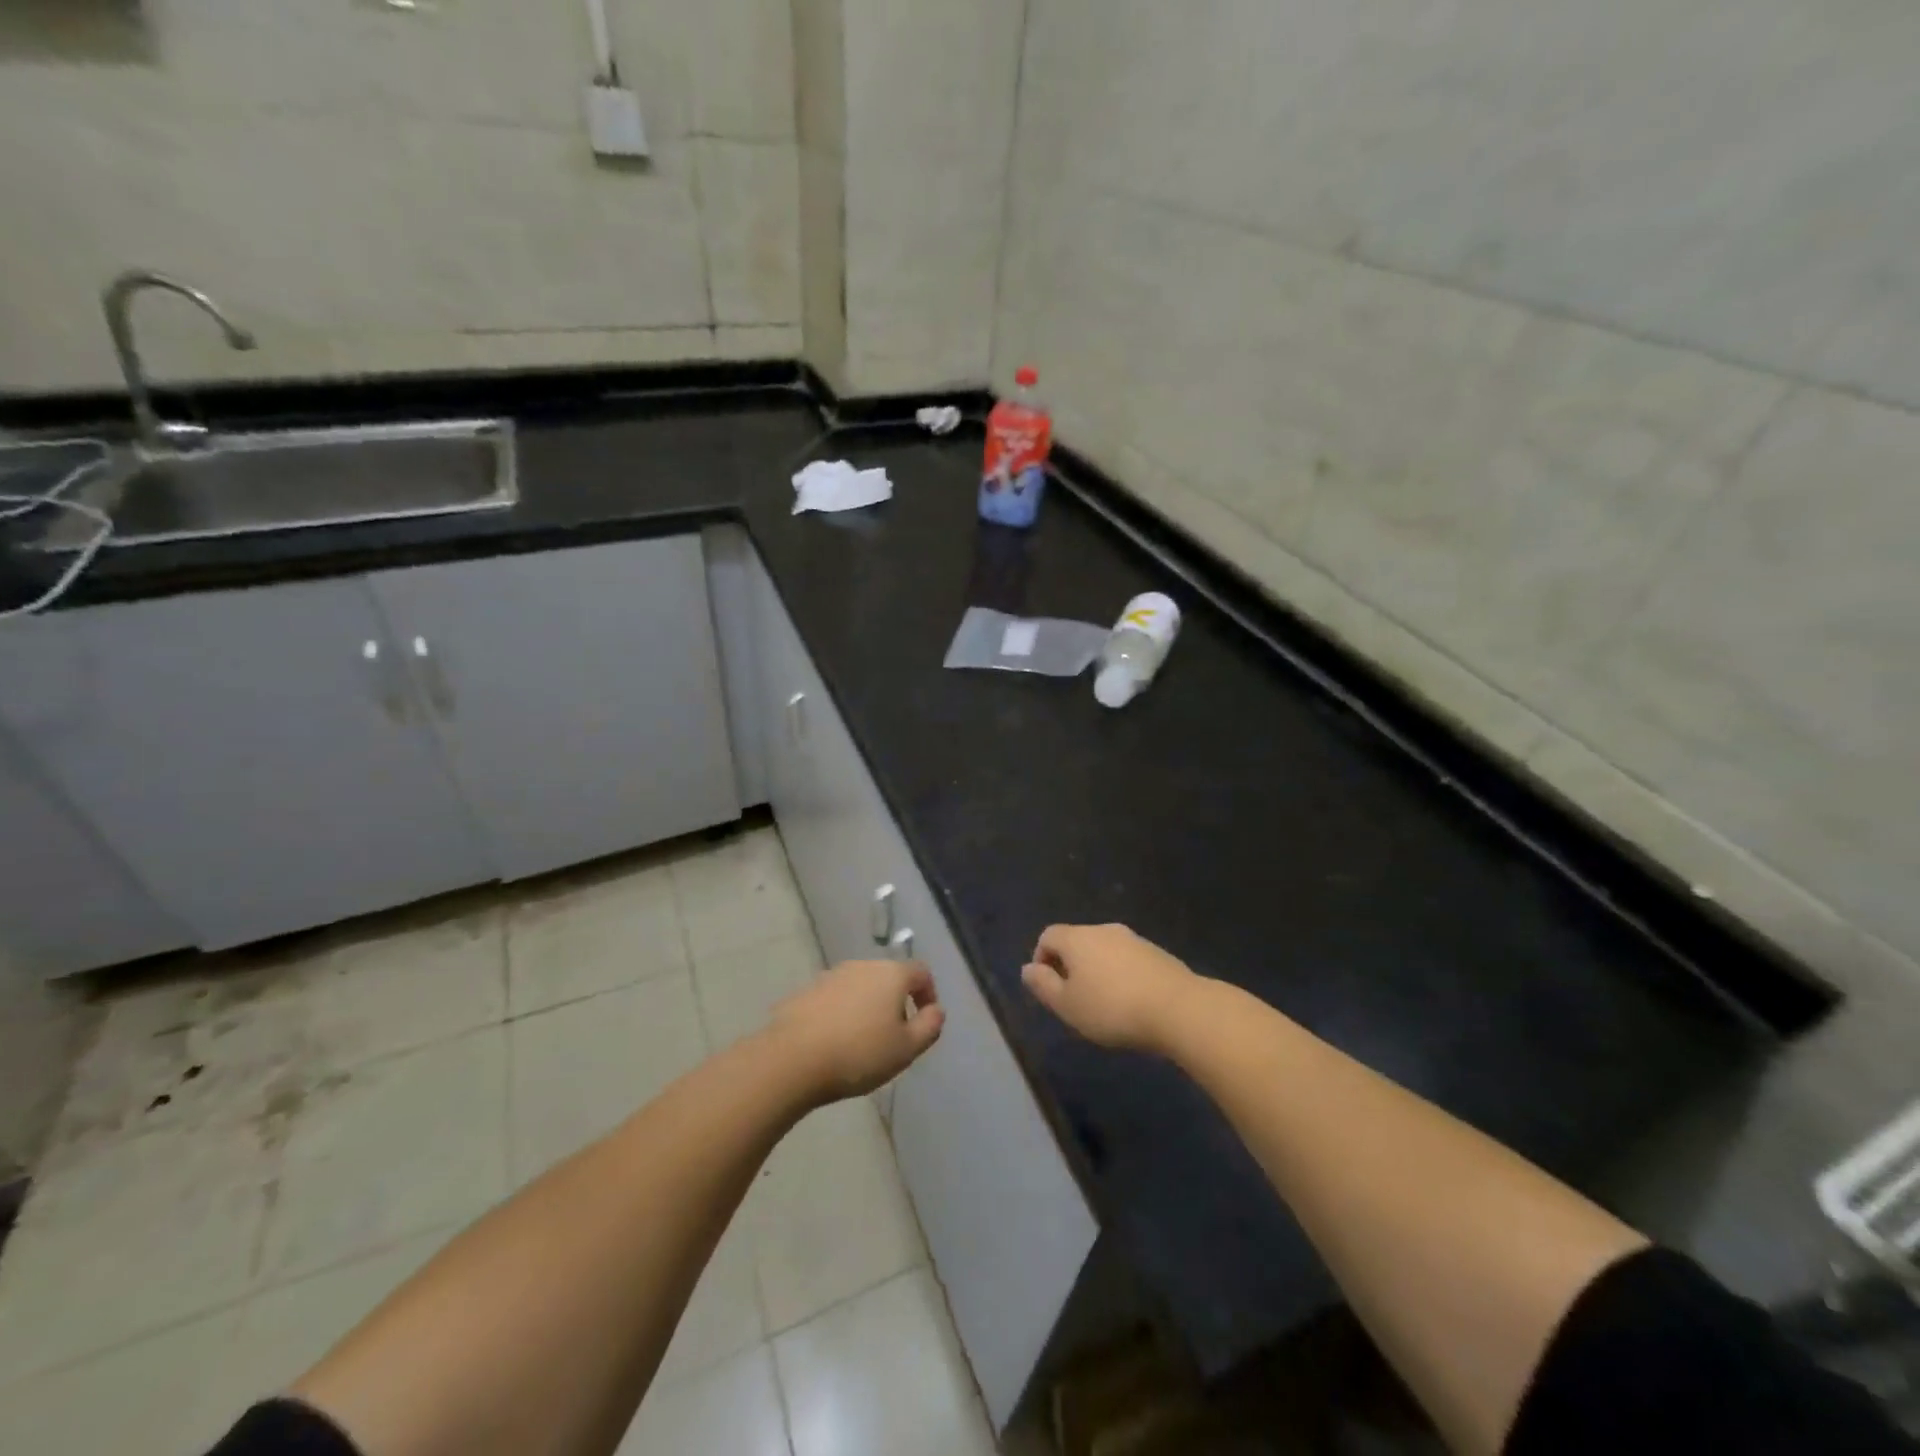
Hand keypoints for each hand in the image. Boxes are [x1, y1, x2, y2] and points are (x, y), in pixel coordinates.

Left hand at [768, 958, 944, 1103]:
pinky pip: (834, 998)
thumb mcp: (906, 1049)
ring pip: (860, 987)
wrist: (793, 1059)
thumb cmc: (859, 1053)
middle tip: (894, 1036)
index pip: (921, 972)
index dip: (928, 994)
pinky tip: (834, 1041)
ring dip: (867, 1006)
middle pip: (889, 977)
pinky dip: (841, 1013)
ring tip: (862, 1041)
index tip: (925, 1020)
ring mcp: (831, 975)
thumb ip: (929, 1026)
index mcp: (891, 974)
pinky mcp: (807, 991)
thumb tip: (936, 1010)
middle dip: (896, 1001)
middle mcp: (862, 965)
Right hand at [1022, 923, 1199, 1053]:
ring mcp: (1133, 939)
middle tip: (1075, 1000)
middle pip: (1076, 941)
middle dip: (1070, 966)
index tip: (1049, 989)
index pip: (1048, 936)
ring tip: (1104, 1004)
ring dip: (1097, 970)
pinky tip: (1131, 1001)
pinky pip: (1127, 959)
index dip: (1041, 959)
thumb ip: (1043, 985)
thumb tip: (1027, 968)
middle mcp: (1103, 929)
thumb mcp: (1067, 1005)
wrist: (1178, 1008)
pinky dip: (1121, 975)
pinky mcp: (1157, 953)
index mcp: (1077, 938)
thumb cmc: (1112, 1008)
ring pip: (1104, 950)